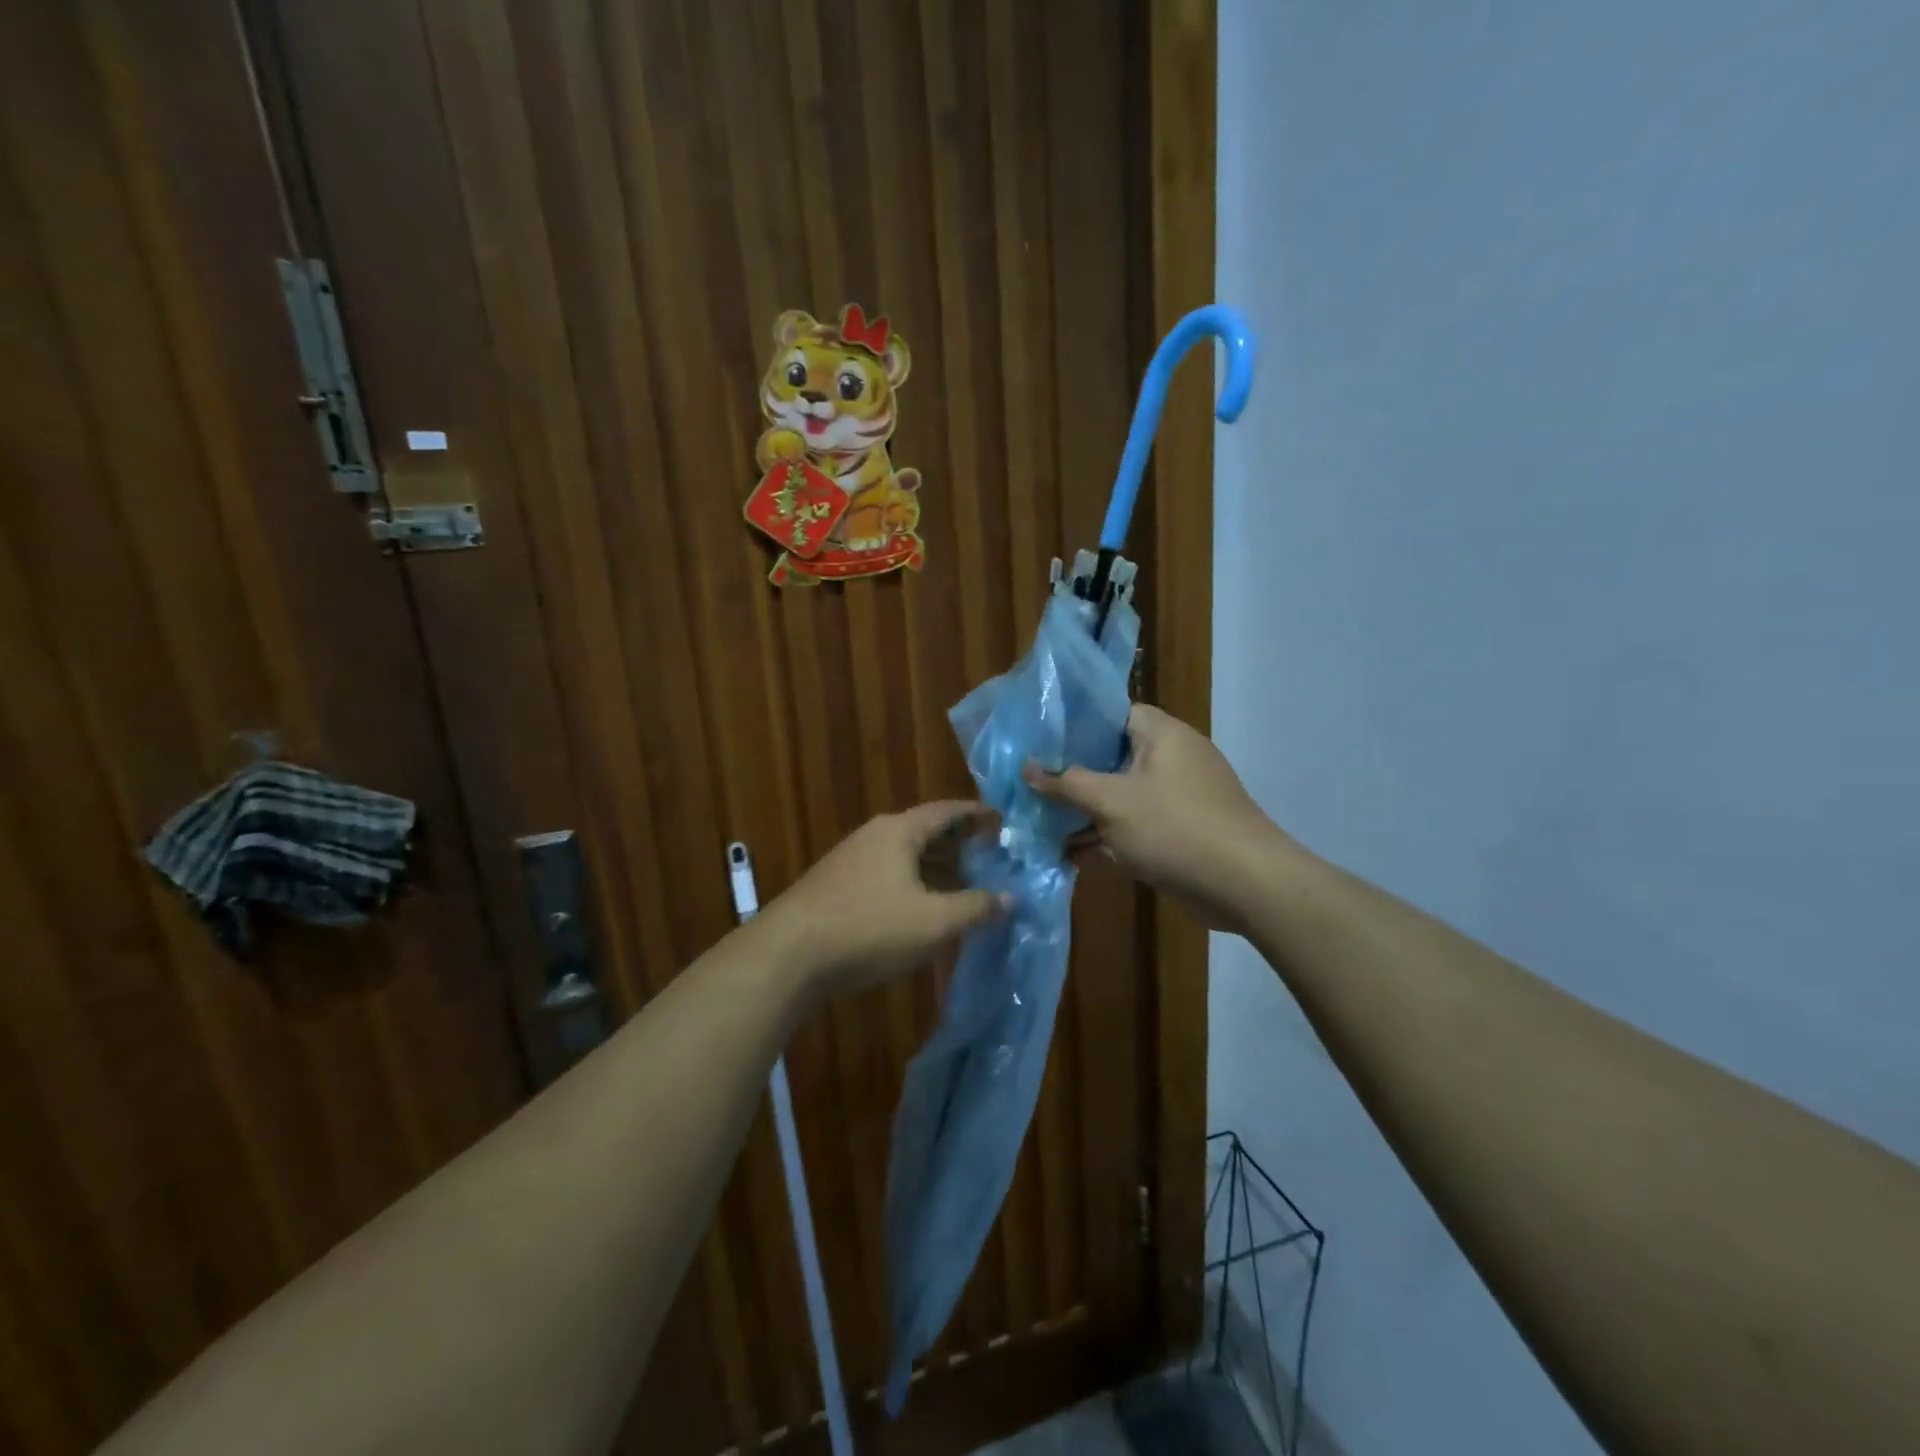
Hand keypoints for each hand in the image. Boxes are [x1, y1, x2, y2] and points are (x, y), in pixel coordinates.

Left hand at [762, 802, 1005, 994]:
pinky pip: (887, 874)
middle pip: (925, 831)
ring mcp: (851, 860)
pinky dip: (913, 884)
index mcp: (899, 831)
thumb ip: (976, 908)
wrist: (788, 954)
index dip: (977, 814)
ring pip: (905, 855)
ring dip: (935, 867)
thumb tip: (1011, 899)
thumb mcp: (934, 922)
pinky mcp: (837, 886)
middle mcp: (874, 836)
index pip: (947, 810)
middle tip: (989, 858)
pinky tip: (921, 909)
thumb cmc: (869, 927)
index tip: (1002, 822)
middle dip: (959, 844)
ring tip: (962, 885)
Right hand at [1026, 705, 1289, 931]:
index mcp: (1160, 734)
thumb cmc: (1175, 828)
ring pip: (1119, 793)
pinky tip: (1069, 852)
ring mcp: (1176, 795)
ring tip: (1037, 818)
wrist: (1245, 885)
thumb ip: (1067, 783)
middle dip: (1070, 771)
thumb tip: (1028, 768)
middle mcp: (1170, 757)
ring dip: (1084, 808)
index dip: (1073, 722)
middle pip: (1110, 755)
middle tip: (1028, 780)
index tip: (1036, 737)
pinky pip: (1134, 823)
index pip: (1111, 712)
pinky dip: (1107, 834)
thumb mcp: (1111, 802)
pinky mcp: (1179, 829)